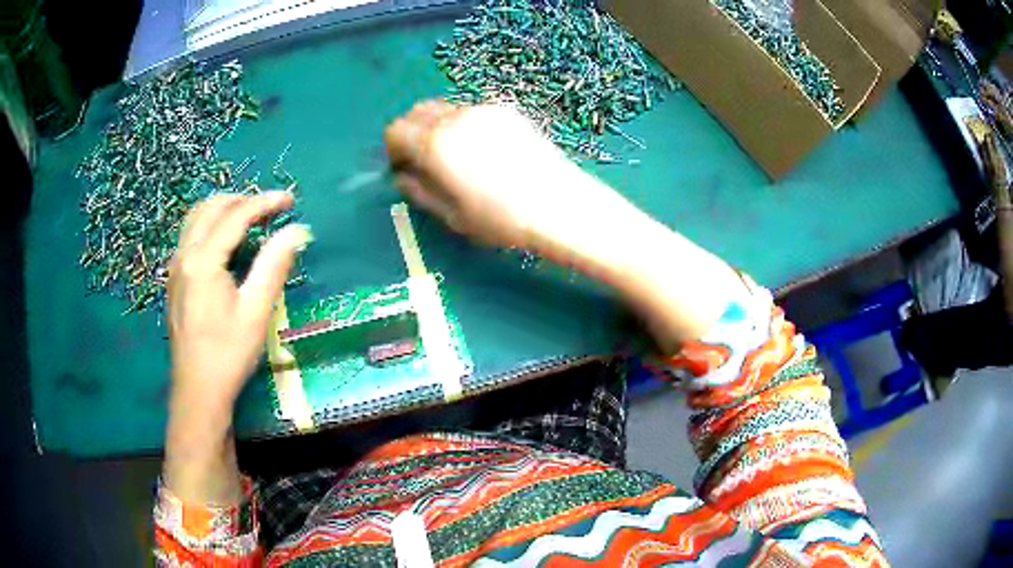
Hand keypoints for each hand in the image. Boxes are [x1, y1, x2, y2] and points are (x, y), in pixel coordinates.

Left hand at [167, 191, 310, 414]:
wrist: (198, 391)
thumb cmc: (228, 354)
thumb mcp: (256, 311)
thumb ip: (274, 265)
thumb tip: (296, 230)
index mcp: (203, 261)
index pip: (235, 216)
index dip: (264, 202)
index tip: (290, 200)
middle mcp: (184, 256)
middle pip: (211, 208)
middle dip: (242, 199)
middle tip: (271, 208)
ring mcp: (175, 267)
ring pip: (196, 218)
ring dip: (223, 209)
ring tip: (250, 217)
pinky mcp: (174, 280)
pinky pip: (190, 235)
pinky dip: (210, 225)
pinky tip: (226, 243)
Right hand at [384, 100, 608, 248]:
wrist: (558, 204)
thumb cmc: (501, 219)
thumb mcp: (451, 215)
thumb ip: (419, 191)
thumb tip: (402, 177)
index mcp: (435, 144)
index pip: (395, 130)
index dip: (393, 149)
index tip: (403, 168)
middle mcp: (455, 117)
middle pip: (417, 111)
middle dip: (412, 132)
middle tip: (424, 160)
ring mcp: (483, 110)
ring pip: (445, 108)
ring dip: (437, 126)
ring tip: (458, 156)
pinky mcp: (507, 110)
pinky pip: (472, 111)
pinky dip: (464, 123)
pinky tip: (485, 150)